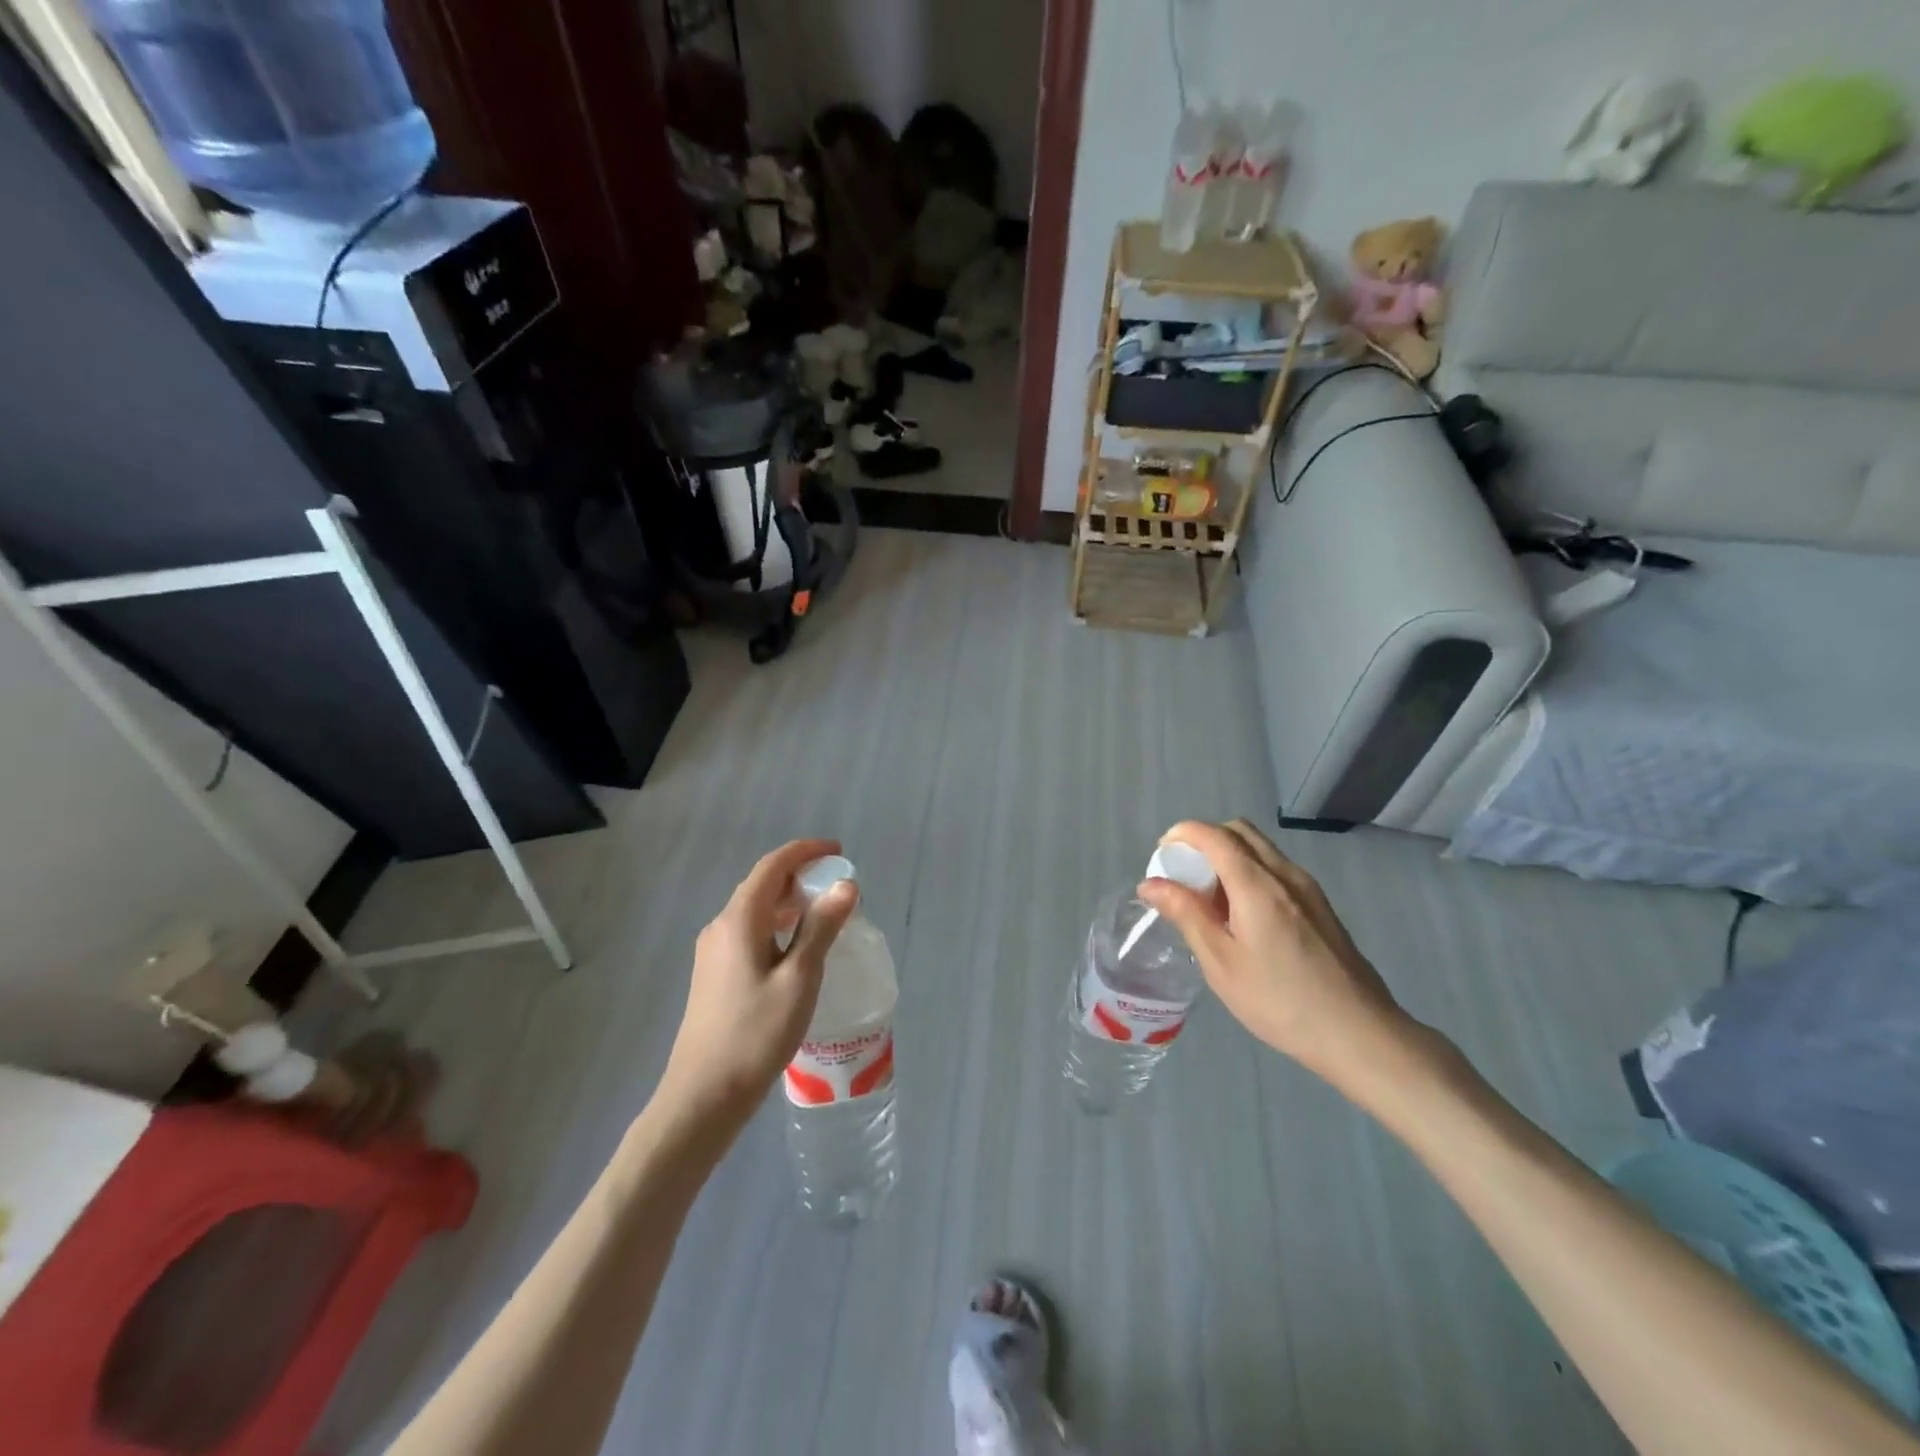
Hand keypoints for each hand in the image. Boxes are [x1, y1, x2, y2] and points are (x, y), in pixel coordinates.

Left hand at [660, 839, 857, 1128]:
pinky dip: (778, 925)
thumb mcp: (800, 978)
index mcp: (739, 920)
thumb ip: (822, 927)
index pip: (773, 866)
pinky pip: (750, 932)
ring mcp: (713, 952)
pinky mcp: (714, 974)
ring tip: (825, 913)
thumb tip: (846, 885)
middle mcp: (721, 927)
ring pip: (756, 910)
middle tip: (839, 886)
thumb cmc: (756, 1034)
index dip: (805, 852)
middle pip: (762, 885)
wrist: (703, 1095)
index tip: (838, 851)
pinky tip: (798, 947)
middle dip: (800, 876)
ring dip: (790, 902)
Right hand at [1138, 819, 1425, 1099]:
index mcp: (1257, 885)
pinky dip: (1249, 872)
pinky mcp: (1320, 906)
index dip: (1182, 834)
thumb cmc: (1280, 1001)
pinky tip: (1242, 916)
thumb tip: (1150, 883)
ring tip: (1209, 900)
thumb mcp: (1221, 962)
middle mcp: (1285, 874)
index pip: (1214, 835)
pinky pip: (1276, 869)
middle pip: (1239, 831)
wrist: (1359, 1034)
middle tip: (1183, 875)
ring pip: (1260, 849)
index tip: (1161, 856)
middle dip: (1204, 840)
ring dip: (1228, 856)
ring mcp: (1308, 888)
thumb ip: (1186, 914)